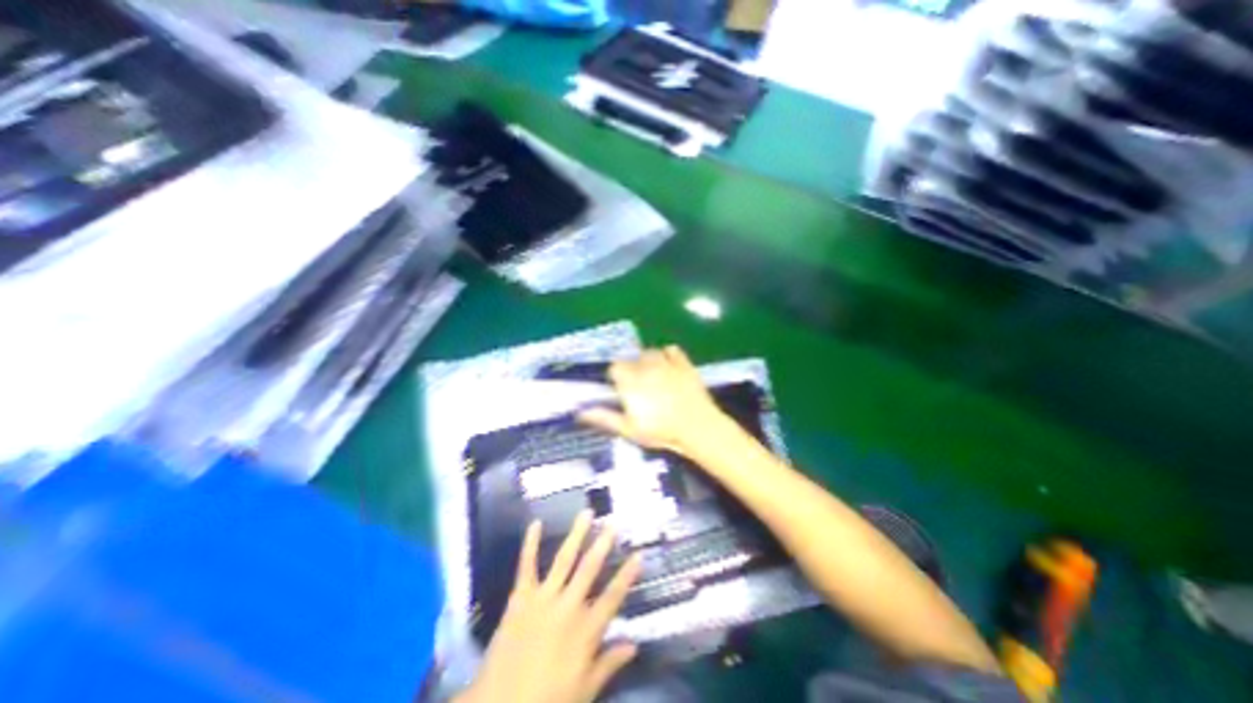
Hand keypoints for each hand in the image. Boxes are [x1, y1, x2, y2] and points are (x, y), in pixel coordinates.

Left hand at [456, 511, 640, 702]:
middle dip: (603, 545)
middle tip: (613, 523)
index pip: (613, 597)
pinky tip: (536, 523)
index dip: (627, 576)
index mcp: (585, 631)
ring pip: (564, 560)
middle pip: (590, 570)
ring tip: (586, 514)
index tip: (639, 555)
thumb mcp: (584, 691)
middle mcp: (568, 607)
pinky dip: (530, 544)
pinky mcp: (520, 597)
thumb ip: (609, 664)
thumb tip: (634, 644)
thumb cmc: (546, 701)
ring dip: (576, 535)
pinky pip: (526, 566)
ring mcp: (543, 598)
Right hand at [580, 347, 734, 458]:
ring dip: (648, 361)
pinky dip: (668, 355)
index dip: (616, 377)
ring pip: (650, 352)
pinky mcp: (684, 362)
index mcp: (630, 380)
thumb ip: (605, 417)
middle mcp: (645, 365)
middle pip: (631, 358)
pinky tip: (669, 366)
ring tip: (653, 376)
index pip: (615, 367)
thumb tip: (581, 412)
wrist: (697, 427)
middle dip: (632, 369)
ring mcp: (666, 362)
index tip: (621, 390)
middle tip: (639, 387)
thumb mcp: (629, 428)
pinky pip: (671, 350)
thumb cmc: (660, 430)